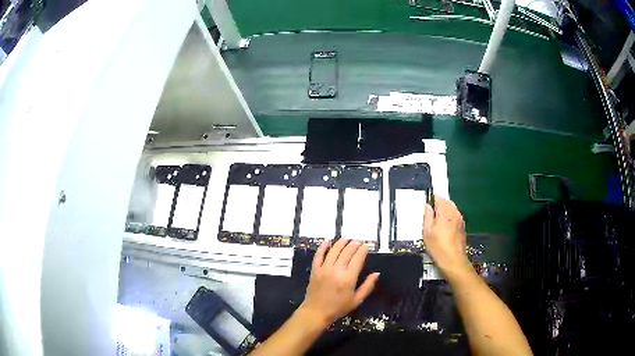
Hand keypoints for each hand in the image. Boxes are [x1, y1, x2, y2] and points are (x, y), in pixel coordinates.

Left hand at [299, 239, 379, 326]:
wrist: (316, 312)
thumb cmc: (338, 308)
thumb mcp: (357, 300)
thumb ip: (368, 286)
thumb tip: (377, 274)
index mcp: (348, 278)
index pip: (357, 259)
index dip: (362, 250)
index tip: (366, 245)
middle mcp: (337, 270)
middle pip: (346, 252)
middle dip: (354, 245)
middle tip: (358, 241)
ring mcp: (324, 269)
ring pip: (334, 251)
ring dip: (341, 243)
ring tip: (347, 238)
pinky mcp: (315, 270)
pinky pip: (319, 255)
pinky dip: (323, 247)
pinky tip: (328, 241)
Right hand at [423, 196, 472, 278]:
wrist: (453, 260)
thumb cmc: (438, 247)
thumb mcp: (427, 232)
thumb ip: (427, 216)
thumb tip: (427, 206)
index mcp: (445, 212)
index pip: (439, 198)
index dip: (432, 198)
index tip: (427, 202)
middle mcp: (454, 213)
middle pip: (447, 202)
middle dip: (439, 203)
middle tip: (431, 211)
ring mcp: (460, 219)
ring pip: (452, 208)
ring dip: (445, 209)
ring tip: (437, 218)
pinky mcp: (462, 226)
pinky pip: (456, 215)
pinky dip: (450, 216)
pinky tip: (445, 225)